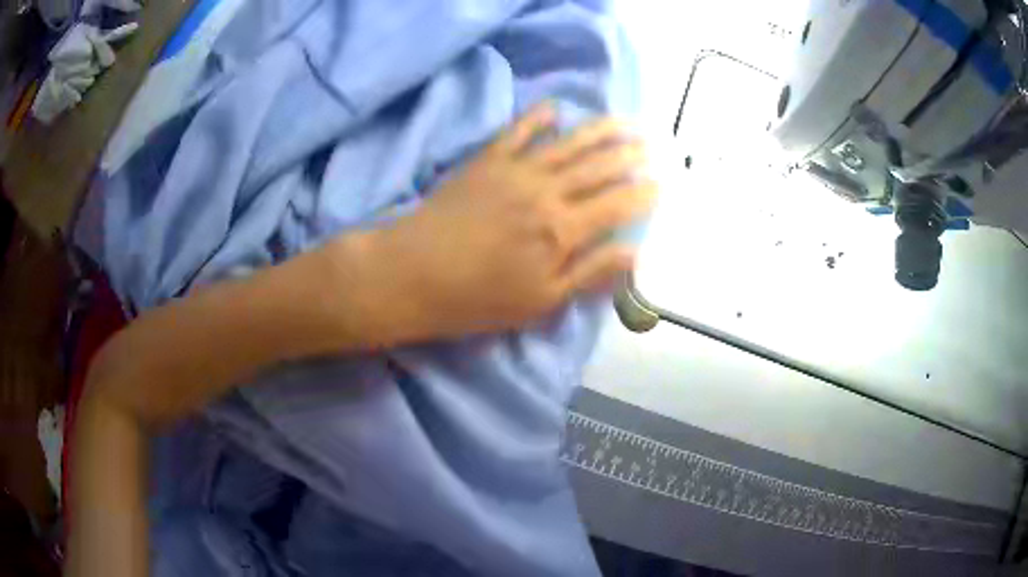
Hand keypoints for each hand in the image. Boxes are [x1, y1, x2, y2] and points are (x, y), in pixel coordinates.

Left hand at [356, 104, 655, 340]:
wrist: (412, 273)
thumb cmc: (477, 298)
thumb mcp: (540, 300)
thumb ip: (590, 272)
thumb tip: (635, 253)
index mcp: (563, 229)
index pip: (618, 204)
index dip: (644, 193)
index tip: (662, 185)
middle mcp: (547, 190)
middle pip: (600, 166)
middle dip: (631, 155)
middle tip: (653, 146)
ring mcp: (516, 169)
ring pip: (569, 142)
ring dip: (602, 130)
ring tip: (626, 122)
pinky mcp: (487, 160)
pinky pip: (518, 130)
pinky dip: (538, 117)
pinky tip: (556, 108)